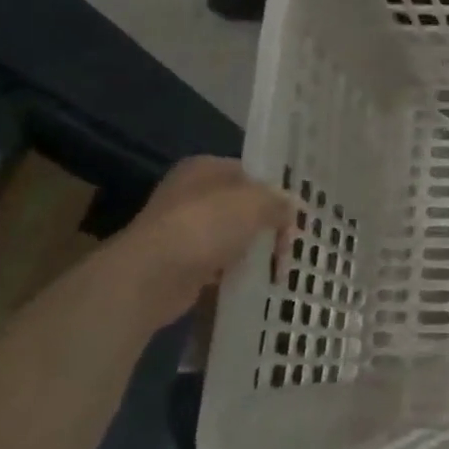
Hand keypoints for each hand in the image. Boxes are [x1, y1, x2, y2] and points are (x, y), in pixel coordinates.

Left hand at [110, 157, 294, 326]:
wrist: (152, 276)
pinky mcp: (181, 262)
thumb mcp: (256, 203)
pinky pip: (220, 262)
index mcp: (205, 168)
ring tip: (277, 268)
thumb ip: (279, 202)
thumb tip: (292, 208)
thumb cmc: (206, 226)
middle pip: (244, 207)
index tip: (296, 216)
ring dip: (256, 250)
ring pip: (234, 235)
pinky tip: (254, 280)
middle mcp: (191, 193)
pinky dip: (237, 270)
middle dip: (270, 226)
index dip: (277, 193)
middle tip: (288, 246)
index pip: (252, 174)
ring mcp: (183, 229)